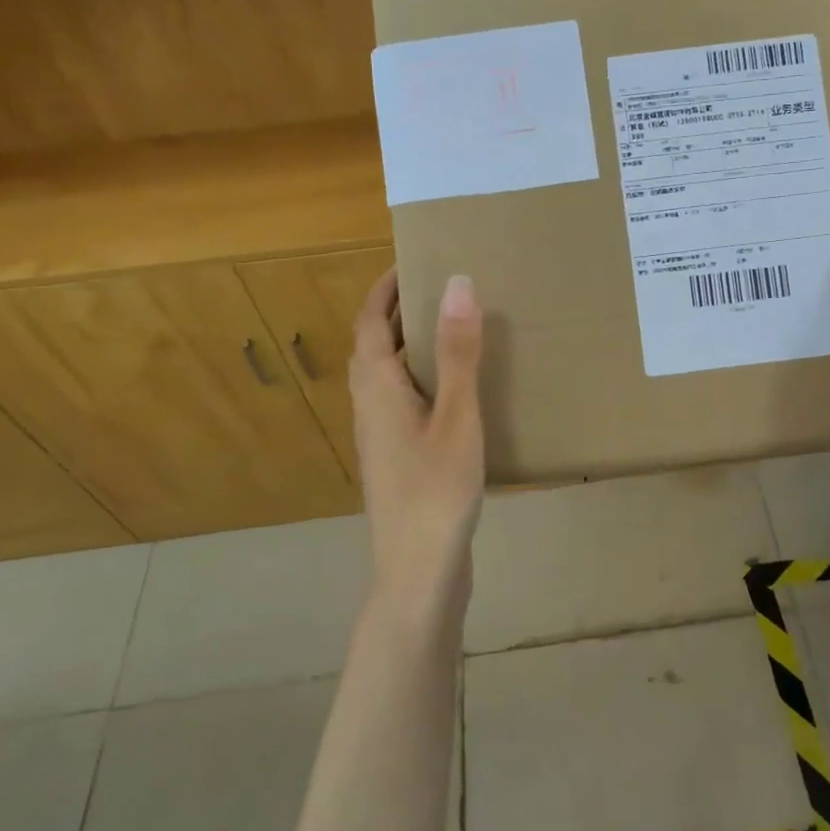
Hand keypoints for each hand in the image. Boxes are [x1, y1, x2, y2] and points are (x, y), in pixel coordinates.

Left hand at [350, 268, 485, 607]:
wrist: (418, 571)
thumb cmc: (436, 490)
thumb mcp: (457, 415)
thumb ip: (459, 351)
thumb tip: (457, 281)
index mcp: (377, 387)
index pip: (371, 320)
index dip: (387, 287)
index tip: (414, 259)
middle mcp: (370, 405)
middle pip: (376, 345)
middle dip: (401, 311)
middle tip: (444, 288)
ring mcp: (381, 435)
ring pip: (390, 374)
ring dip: (413, 344)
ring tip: (456, 328)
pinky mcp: (397, 457)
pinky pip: (405, 399)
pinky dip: (425, 377)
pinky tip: (459, 389)